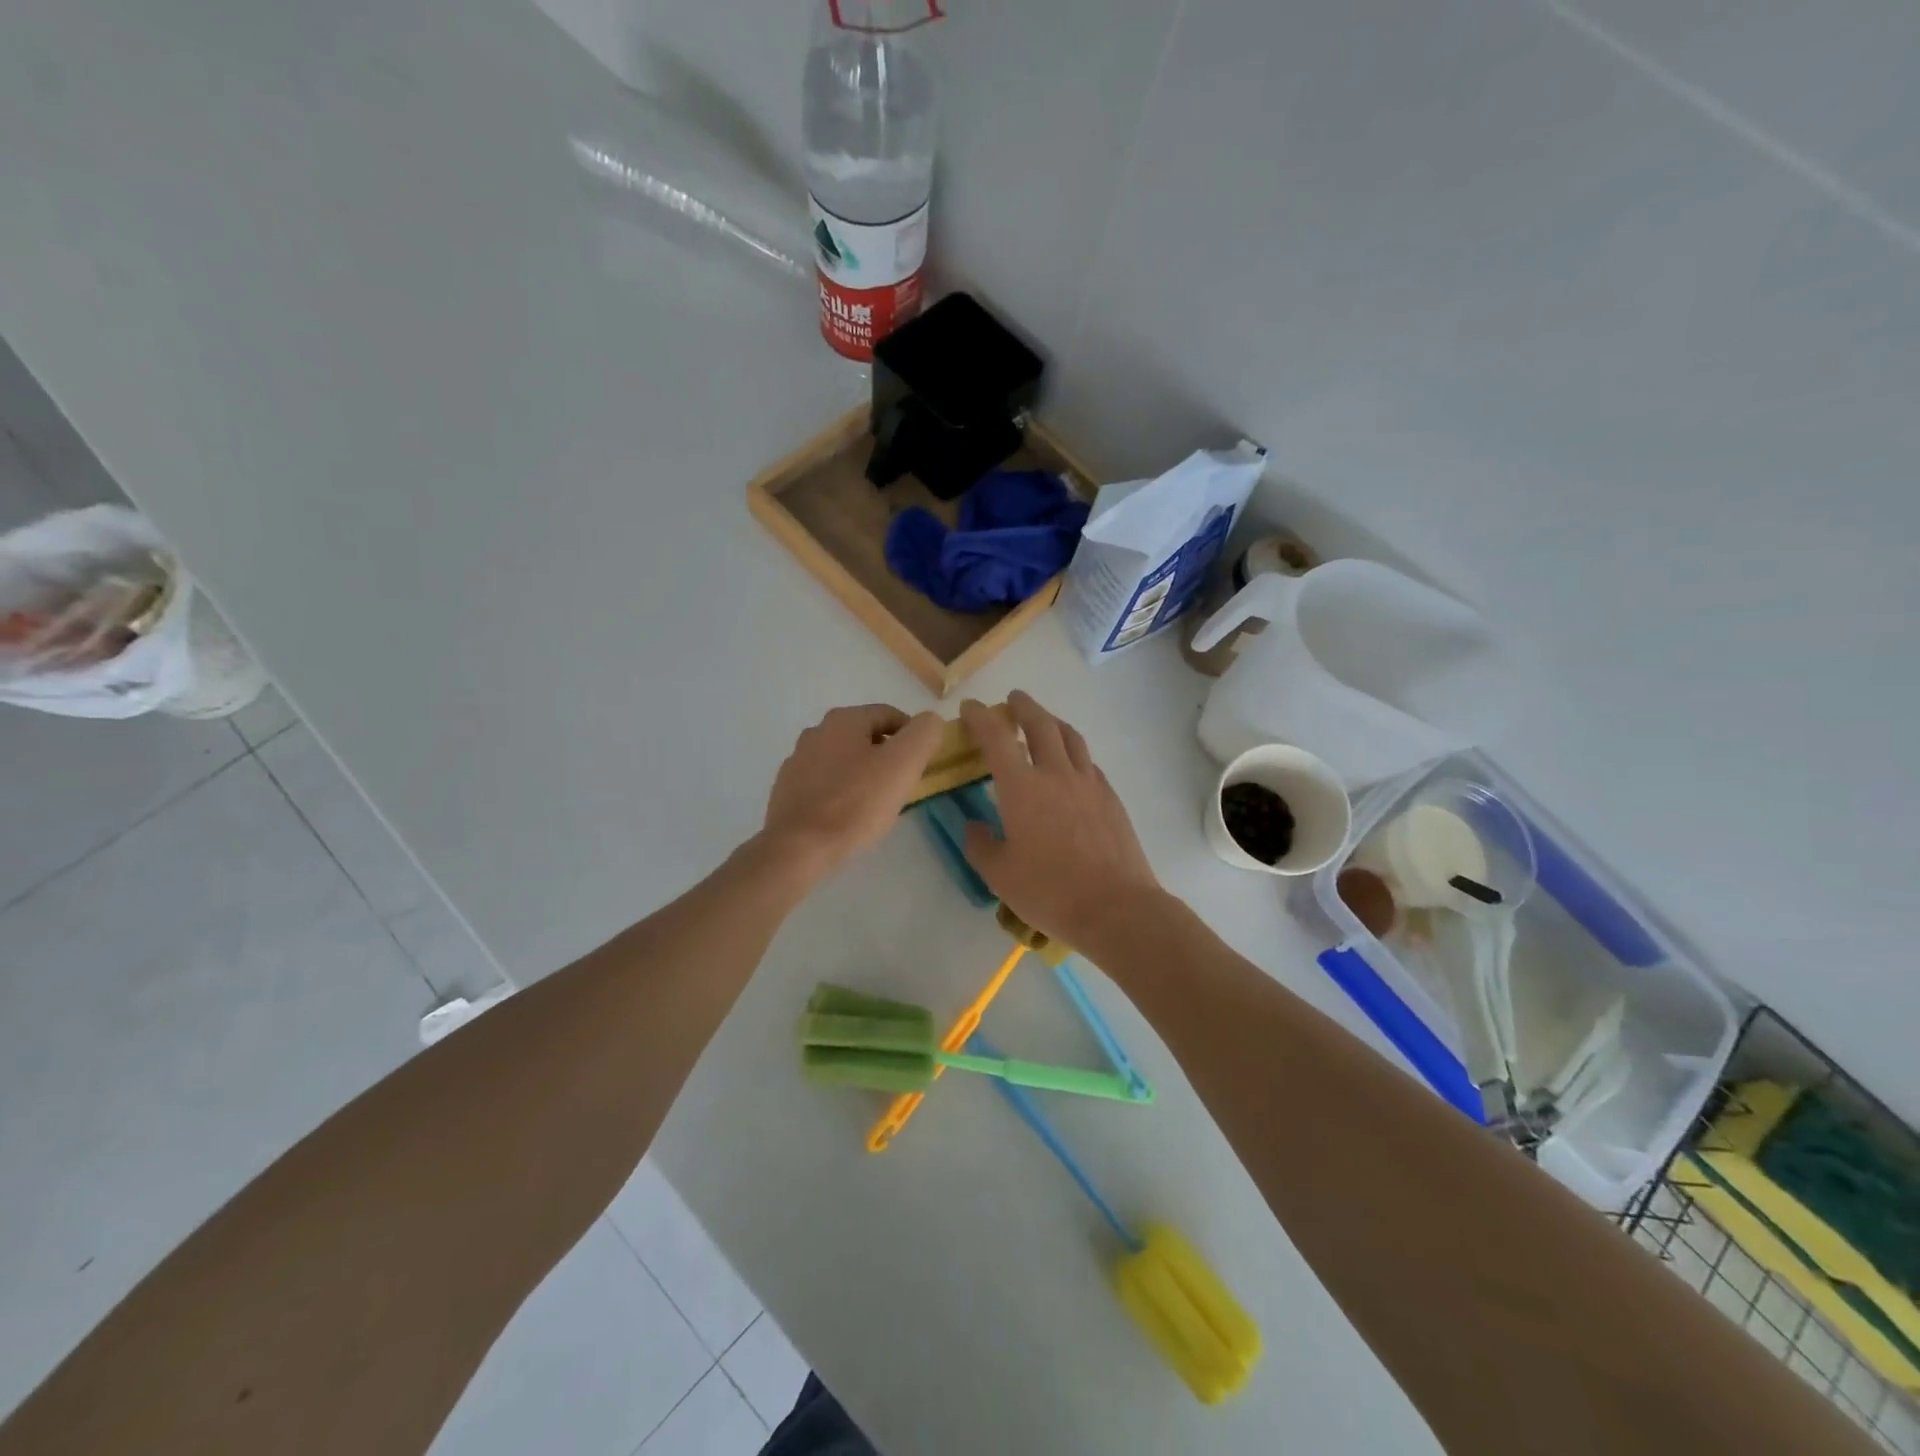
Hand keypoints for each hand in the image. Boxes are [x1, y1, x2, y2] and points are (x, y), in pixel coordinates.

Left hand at [761, 704, 943, 879]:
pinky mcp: (787, 791)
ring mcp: (797, 762)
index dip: (913, 735)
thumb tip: (930, 721)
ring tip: (878, 803)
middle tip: (904, 784)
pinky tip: (849, 815)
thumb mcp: (903, 764)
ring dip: (863, 773)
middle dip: (888, 756)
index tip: (923, 763)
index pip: (889, 715)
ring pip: (843, 760)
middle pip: (865, 737)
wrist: (798, 849)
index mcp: (843, 720)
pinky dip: (841, 792)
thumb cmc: (856, 804)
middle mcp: (816, 732)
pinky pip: (824, 783)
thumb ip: (923, 734)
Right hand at [960, 690, 1162, 953]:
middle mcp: (1056, 774)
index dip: (980, 718)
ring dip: (1053, 722)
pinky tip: (1071, 765)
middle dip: (1023, 706)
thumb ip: (980, 845)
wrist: (1116, 907)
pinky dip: (1074, 752)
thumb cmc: (1049, 891)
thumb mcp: (999, 875)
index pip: (997, 738)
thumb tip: (975, 826)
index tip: (970, 708)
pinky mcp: (1111, 798)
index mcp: (1022, 787)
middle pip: (1041, 724)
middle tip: (1013, 699)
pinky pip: (1088, 762)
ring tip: (1044, 721)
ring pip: (1071, 737)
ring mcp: (1089, 783)